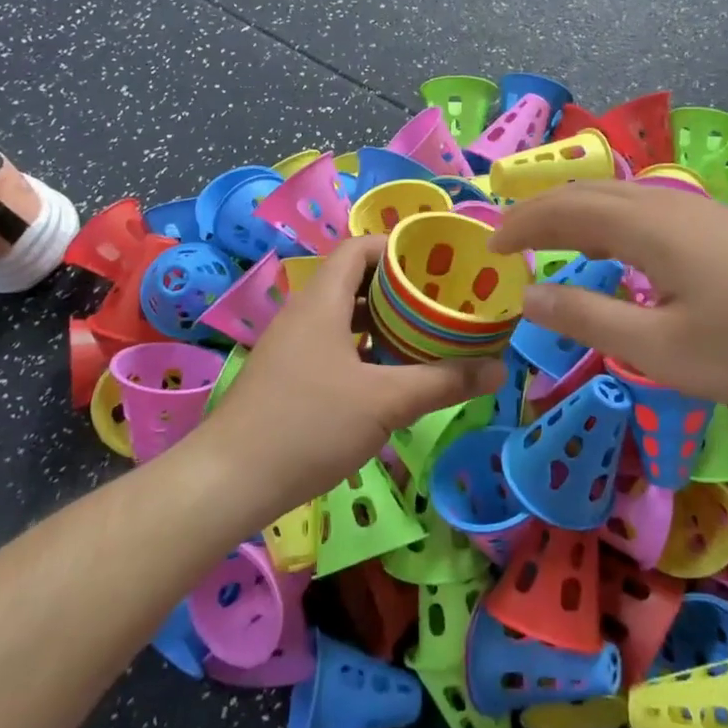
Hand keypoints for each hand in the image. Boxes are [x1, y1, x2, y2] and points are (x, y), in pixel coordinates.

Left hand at [198, 235, 502, 514]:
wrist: (229, 480)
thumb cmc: (309, 425)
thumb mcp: (385, 402)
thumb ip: (444, 382)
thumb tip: (499, 369)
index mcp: (322, 301)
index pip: (359, 248)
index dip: (398, 248)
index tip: (438, 263)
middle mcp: (304, 314)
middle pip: (355, 280)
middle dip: (400, 288)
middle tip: (443, 302)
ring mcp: (292, 346)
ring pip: (344, 316)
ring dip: (383, 321)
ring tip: (426, 334)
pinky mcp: (287, 375)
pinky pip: (333, 344)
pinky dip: (364, 347)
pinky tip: (389, 374)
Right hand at [489, 183, 727, 403]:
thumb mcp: (660, 348)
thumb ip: (588, 319)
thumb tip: (529, 298)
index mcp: (641, 226)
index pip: (560, 211)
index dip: (518, 227)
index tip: (488, 250)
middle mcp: (661, 203)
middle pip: (584, 193)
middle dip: (538, 213)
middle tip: (508, 242)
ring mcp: (692, 208)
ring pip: (615, 197)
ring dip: (573, 214)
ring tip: (550, 244)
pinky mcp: (715, 223)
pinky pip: (640, 208)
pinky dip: (605, 222)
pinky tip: (616, 253)